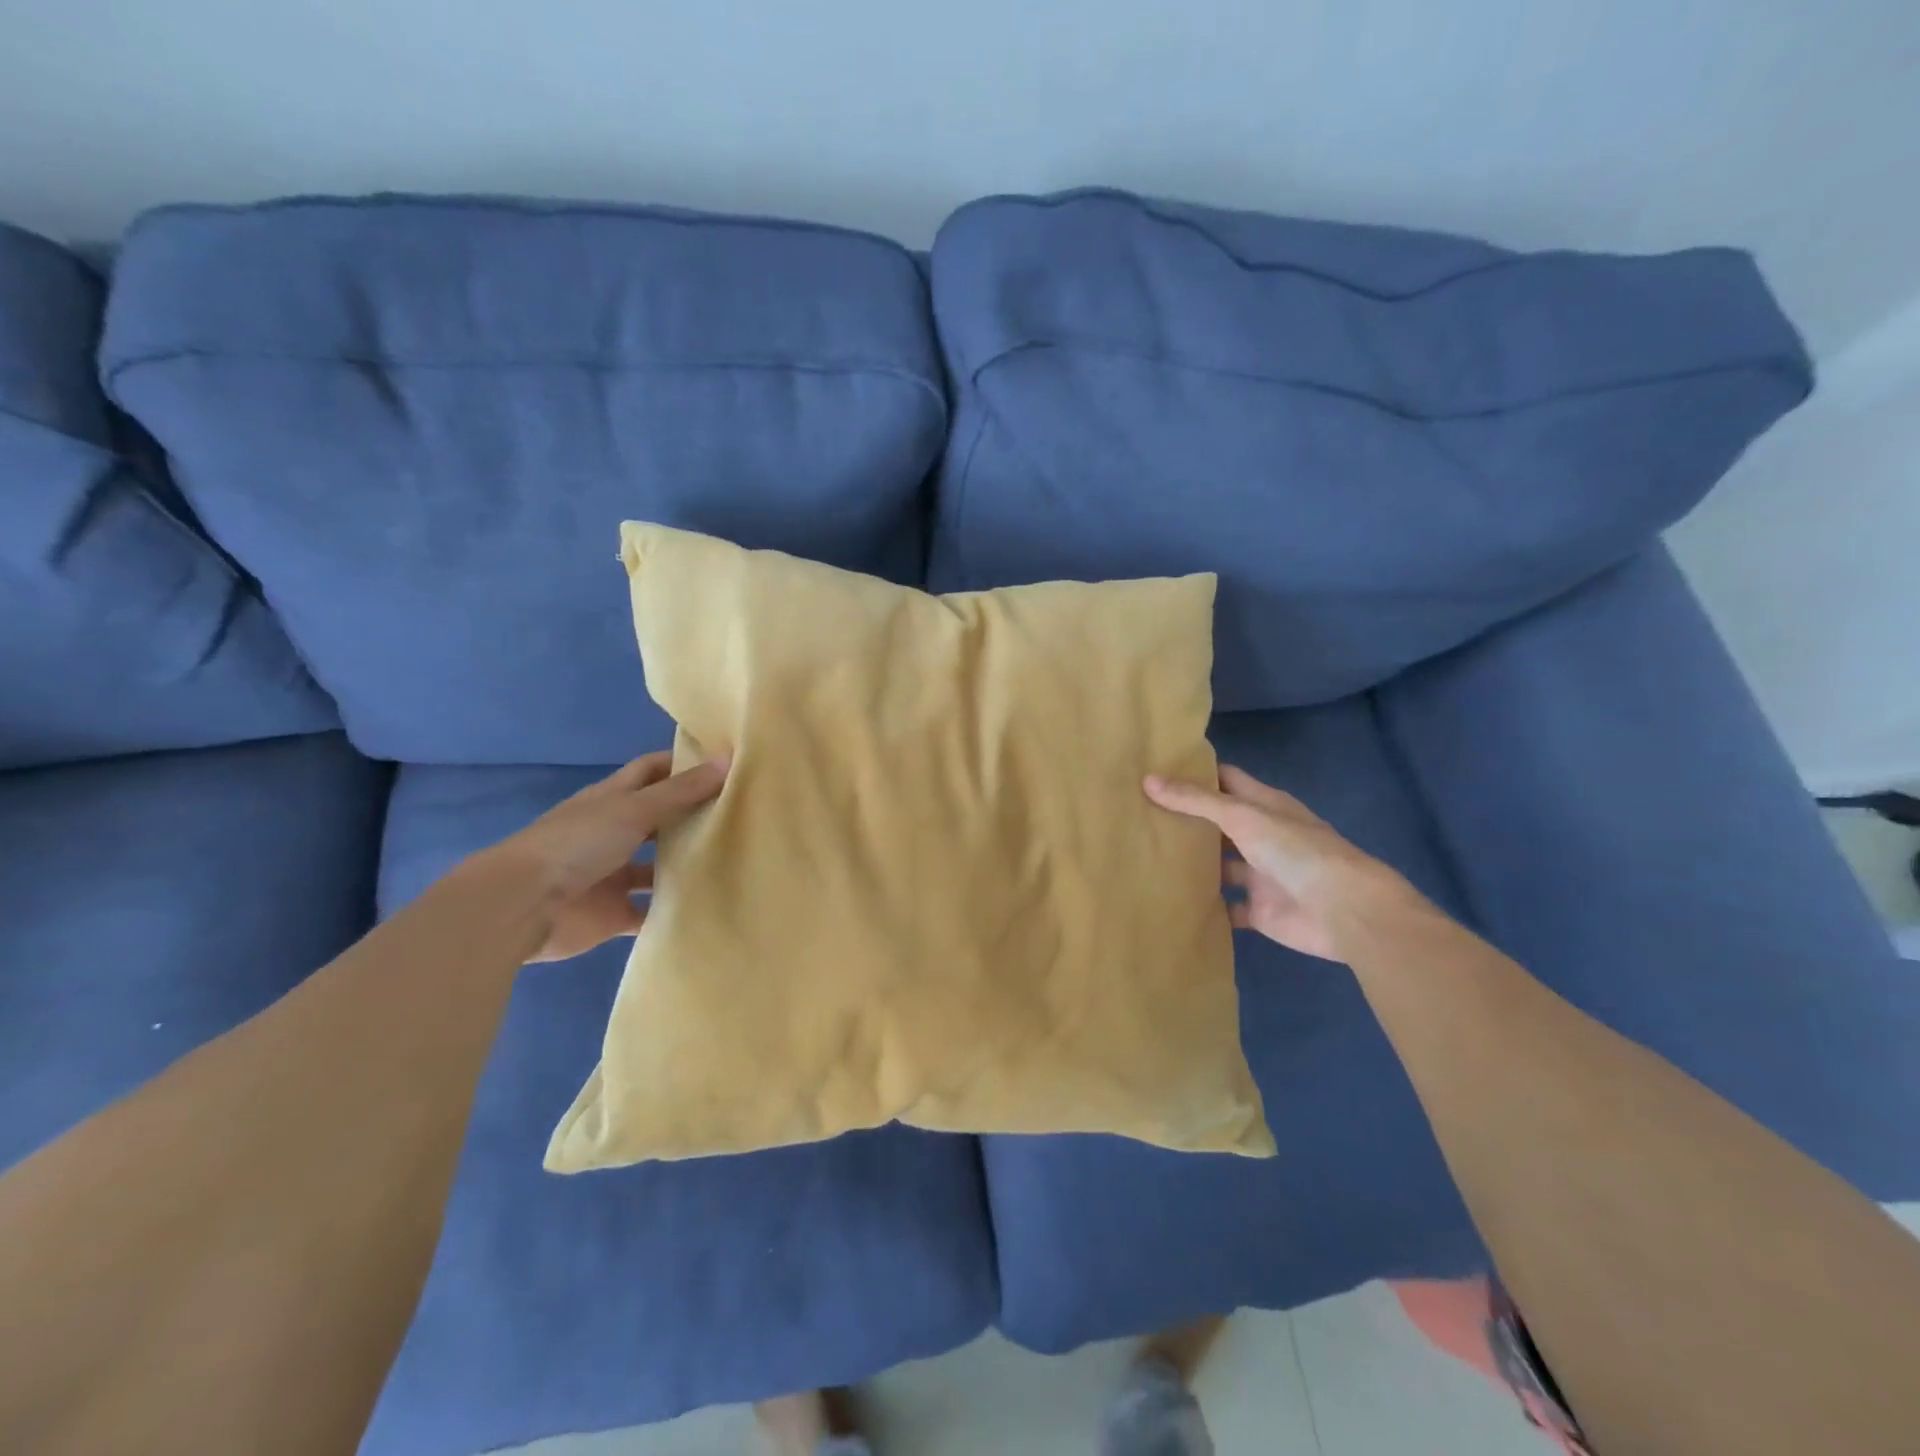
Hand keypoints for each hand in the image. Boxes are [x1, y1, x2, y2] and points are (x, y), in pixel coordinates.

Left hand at [482, 752, 727, 962]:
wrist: (522, 907)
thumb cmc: (577, 843)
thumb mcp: (634, 809)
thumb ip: (682, 791)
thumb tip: (729, 760)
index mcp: (612, 800)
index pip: (652, 771)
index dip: (683, 764)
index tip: (724, 763)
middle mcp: (613, 833)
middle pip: (658, 819)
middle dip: (692, 816)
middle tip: (742, 814)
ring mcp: (612, 875)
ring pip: (656, 867)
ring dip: (685, 865)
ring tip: (735, 861)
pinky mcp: (612, 914)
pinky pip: (649, 912)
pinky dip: (671, 911)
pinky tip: (708, 905)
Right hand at [1144, 764, 1400, 960]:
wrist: (1343, 911)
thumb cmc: (1295, 851)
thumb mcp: (1242, 816)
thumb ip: (1195, 801)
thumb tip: (1147, 780)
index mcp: (1263, 805)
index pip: (1224, 780)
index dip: (1194, 774)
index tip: (1155, 770)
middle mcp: (1261, 836)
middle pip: (1218, 823)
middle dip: (1185, 819)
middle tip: (1137, 814)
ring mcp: (1260, 874)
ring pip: (1219, 865)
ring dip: (1192, 863)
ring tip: (1145, 855)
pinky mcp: (1258, 910)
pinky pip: (1226, 907)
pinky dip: (1206, 905)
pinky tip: (1171, 899)